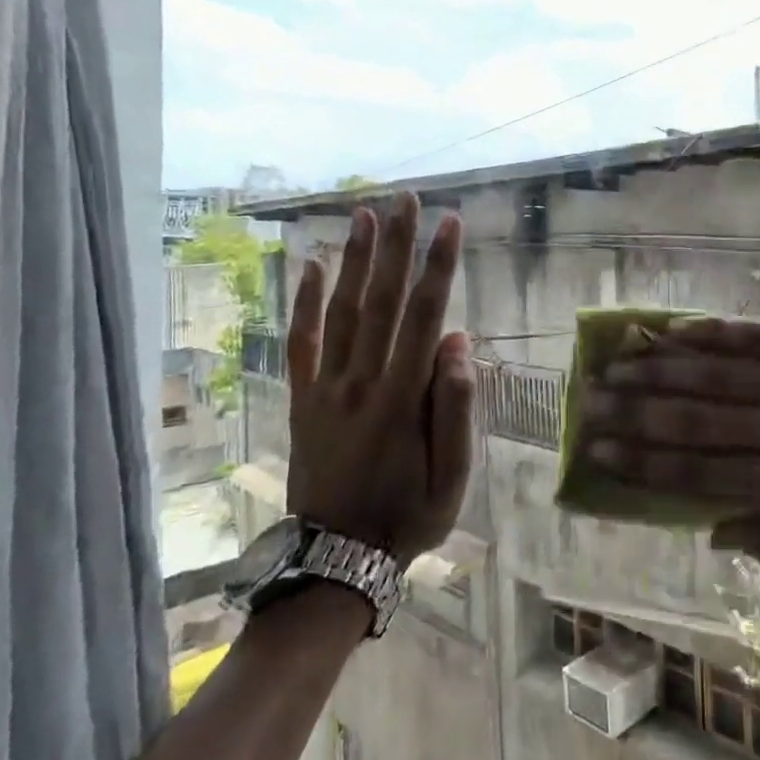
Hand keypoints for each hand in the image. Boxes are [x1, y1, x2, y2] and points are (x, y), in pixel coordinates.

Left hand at [284, 193, 473, 565]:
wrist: (336, 560)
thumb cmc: (408, 517)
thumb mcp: (452, 476)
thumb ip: (456, 407)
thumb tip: (458, 341)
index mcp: (403, 397)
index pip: (425, 316)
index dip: (439, 267)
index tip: (450, 224)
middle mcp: (362, 381)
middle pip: (382, 300)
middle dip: (397, 246)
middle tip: (405, 199)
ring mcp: (326, 388)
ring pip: (342, 311)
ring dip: (355, 260)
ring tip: (365, 215)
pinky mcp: (303, 400)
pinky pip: (302, 343)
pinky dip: (305, 303)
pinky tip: (312, 266)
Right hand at [578, 318, 759, 575]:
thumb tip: (715, 537)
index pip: (700, 473)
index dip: (645, 462)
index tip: (600, 451)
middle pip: (696, 418)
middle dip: (637, 409)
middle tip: (590, 399)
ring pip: (720, 373)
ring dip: (663, 367)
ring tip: (618, 359)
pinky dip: (718, 333)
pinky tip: (680, 328)